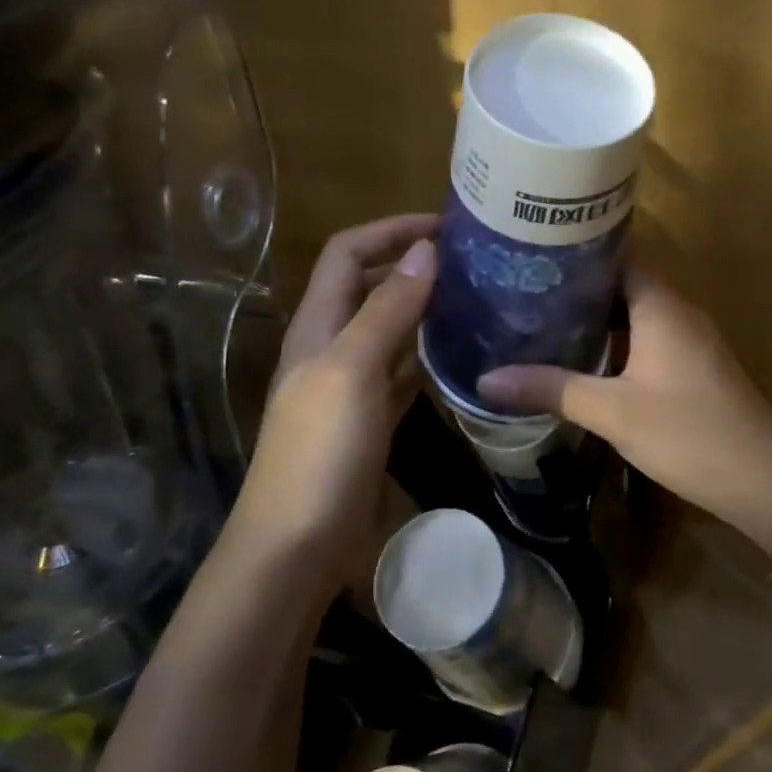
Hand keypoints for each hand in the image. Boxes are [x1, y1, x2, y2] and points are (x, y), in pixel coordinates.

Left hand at [229, 214, 438, 591]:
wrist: (297, 546)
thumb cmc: (320, 451)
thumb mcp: (351, 370)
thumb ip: (387, 310)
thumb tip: (424, 250)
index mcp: (318, 326)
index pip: (348, 253)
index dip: (390, 230)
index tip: (445, 226)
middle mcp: (330, 347)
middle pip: (368, 286)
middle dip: (411, 263)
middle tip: (470, 260)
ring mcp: (350, 386)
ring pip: (388, 329)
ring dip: (423, 307)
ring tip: (474, 298)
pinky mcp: (369, 420)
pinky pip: (401, 372)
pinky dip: (426, 354)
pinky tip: (459, 354)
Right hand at [476, 265, 771, 523]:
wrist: (762, 480)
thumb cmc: (687, 433)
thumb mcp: (612, 412)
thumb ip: (551, 390)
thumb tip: (486, 380)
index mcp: (661, 305)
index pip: (617, 254)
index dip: (577, 250)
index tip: (533, 252)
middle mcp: (679, 311)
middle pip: (623, 283)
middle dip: (578, 287)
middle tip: (525, 290)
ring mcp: (691, 340)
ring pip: (636, 314)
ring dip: (597, 318)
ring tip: (544, 321)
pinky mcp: (695, 367)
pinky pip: (649, 339)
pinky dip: (617, 342)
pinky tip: (586, 361)